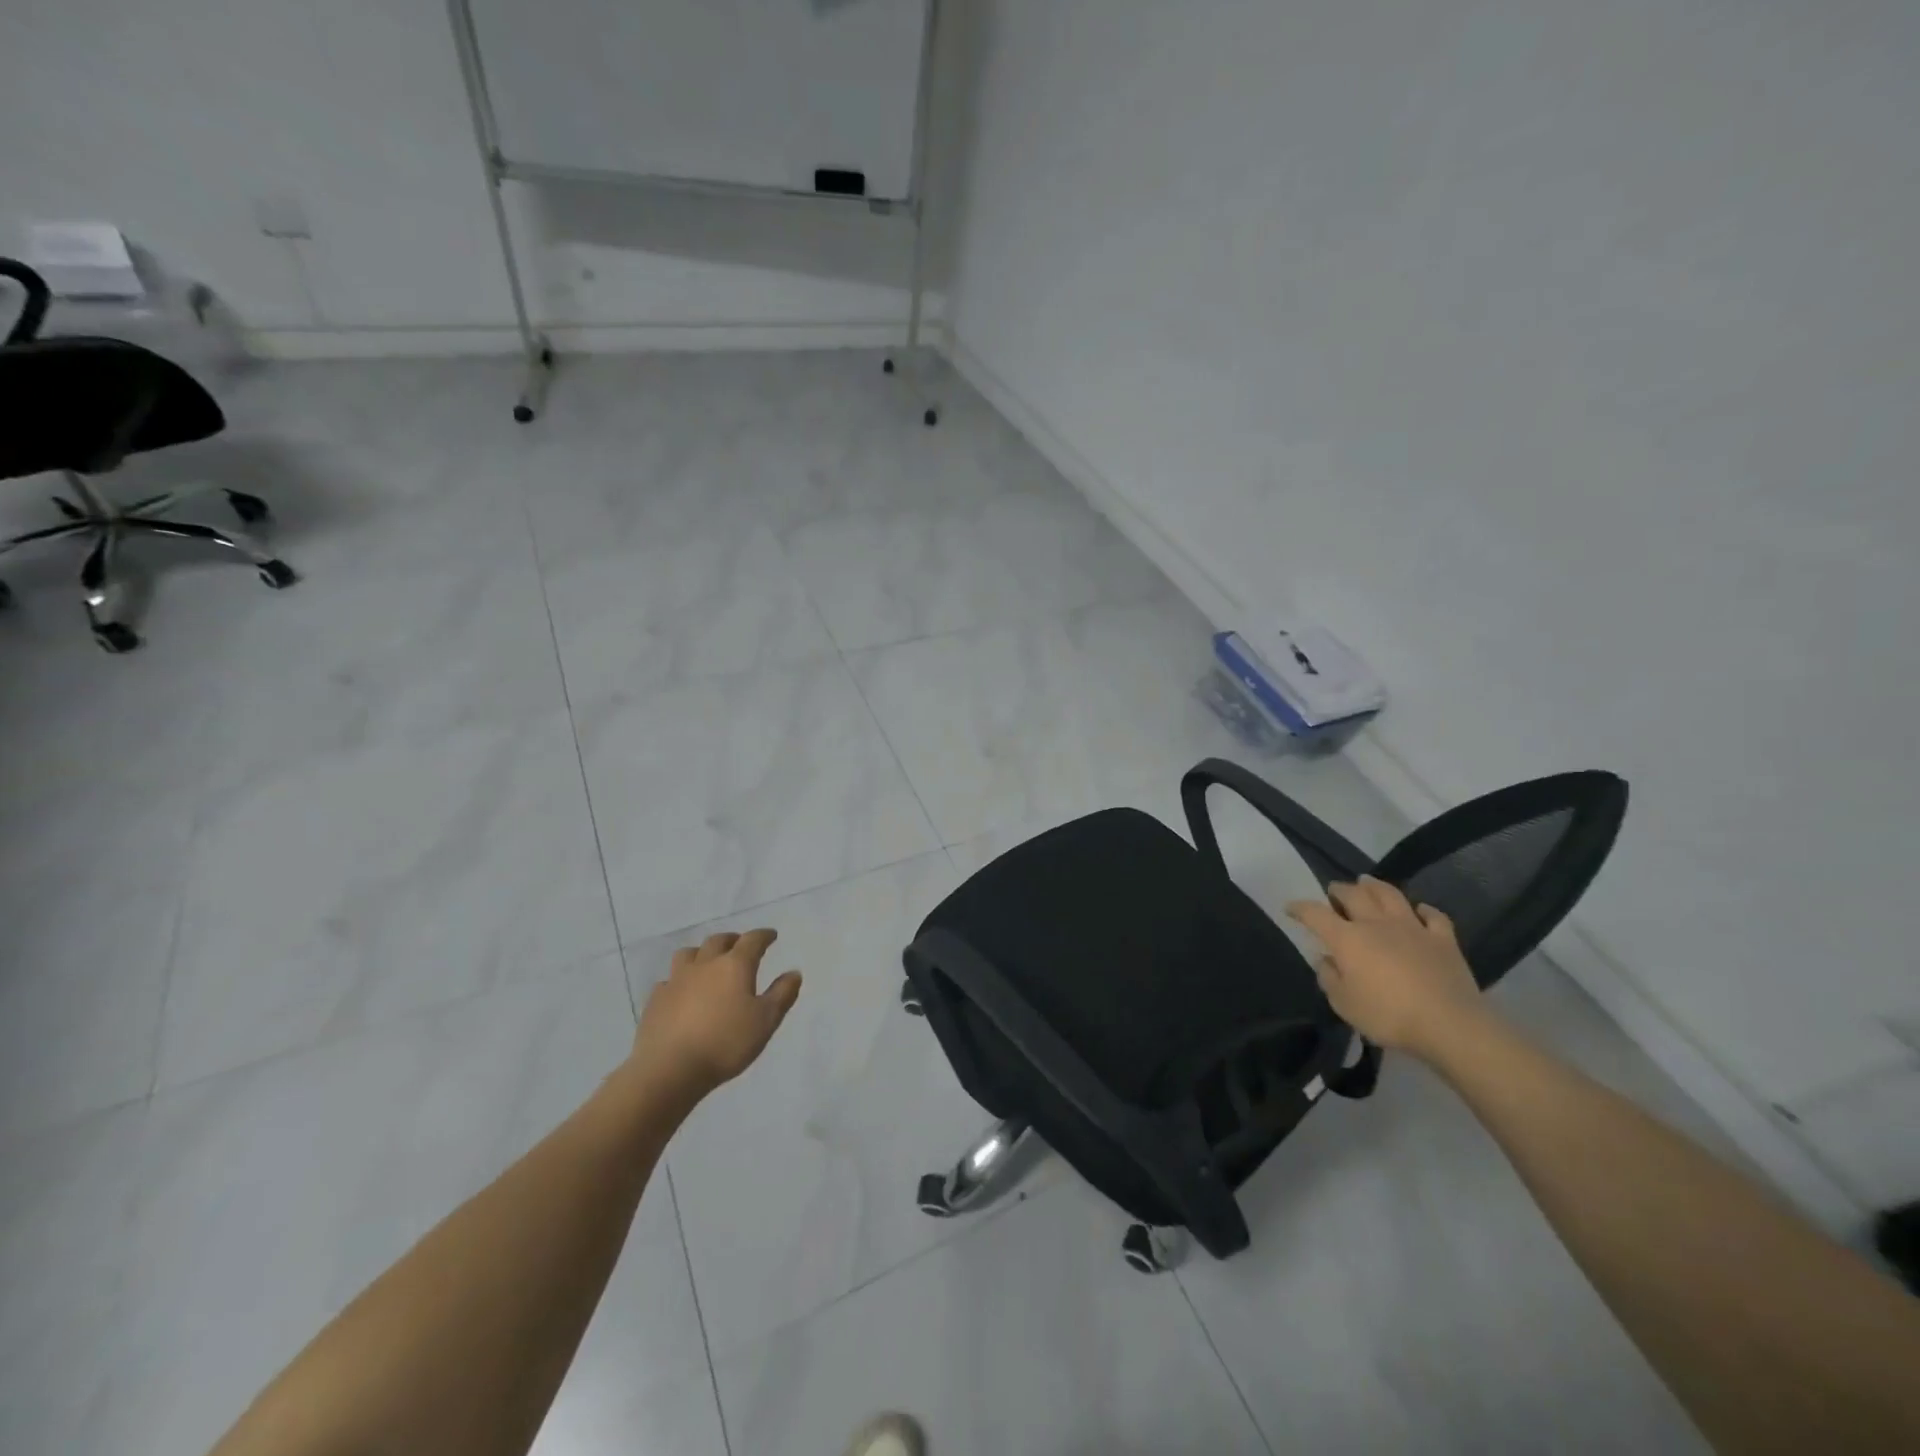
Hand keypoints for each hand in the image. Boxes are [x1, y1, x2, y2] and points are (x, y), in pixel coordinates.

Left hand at [633, 929, 801, 1101]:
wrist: (670, 1068)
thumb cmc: (726, 1043)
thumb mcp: (766, 1021)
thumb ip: (782, 994)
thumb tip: (794, 972)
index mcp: (734, 965)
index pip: (752, 940)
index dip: (763, 936)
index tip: (771, 936)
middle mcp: (705, 964)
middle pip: (718, 941)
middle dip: (732, 940)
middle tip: (740, 946)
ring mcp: (676, 980)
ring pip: (688, 954)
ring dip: (701, 953)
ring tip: (707, 963)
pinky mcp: (656, 1000)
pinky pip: (668, 980)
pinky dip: (678, 981)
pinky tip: (681, 992)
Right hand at [1286, 876, 1488, 1060]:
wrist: (1449, 1025)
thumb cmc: (1388, 1016)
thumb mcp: (1344, 1004)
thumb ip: (1329, 978)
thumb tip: (1326, 960)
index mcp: (1347, 938)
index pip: (1315, 914)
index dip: (1300, 908)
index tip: (1290, 908)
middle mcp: (1376, 924)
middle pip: (1354, 895)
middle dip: (1339, 890)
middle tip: (1333, 891)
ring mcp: (1413, 928)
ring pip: (1391, 896)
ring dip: (1375, 887)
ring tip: (1367, 883)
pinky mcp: (1444, 940)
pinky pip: (1434, 917)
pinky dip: (1424, 910)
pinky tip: (1420, 910)